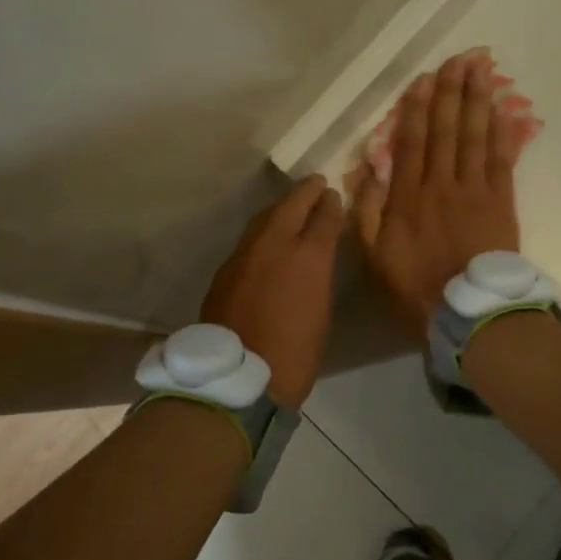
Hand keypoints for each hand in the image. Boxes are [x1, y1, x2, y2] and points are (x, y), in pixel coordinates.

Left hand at [201, 174, 345, 409]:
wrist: (239, 376)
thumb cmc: (295, 354)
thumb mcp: (320, 311)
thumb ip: (318, 275)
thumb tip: (315, 259)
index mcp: (309, 256)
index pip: (324, 216)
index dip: (331, 204)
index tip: (334, 196)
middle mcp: (276, 243)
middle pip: (291, 205)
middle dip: (306, 192)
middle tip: (316, 183)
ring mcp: (246, 253)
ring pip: (265, 217)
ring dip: (281, 208)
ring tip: (292, 205)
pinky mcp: (226, 267)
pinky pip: (249, 239)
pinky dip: (263, 231)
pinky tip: (267, 237)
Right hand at [347, 50, 520, 336]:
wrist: (468, 314)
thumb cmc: (415, 286)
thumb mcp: (373, 255)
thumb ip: (367, 212)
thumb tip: (367, 171)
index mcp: (407, 196)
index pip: (413, 142)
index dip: (418, 108)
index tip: (424, 80)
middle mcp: (441, 184)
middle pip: (447, 130)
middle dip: (451, 92)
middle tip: (459, 59)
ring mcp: (474, 190)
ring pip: (474, 137)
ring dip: (477, 101)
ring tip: (481, 70)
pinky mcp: (501, 202)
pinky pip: (501, 160)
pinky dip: (502, 132)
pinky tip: (503, 109)